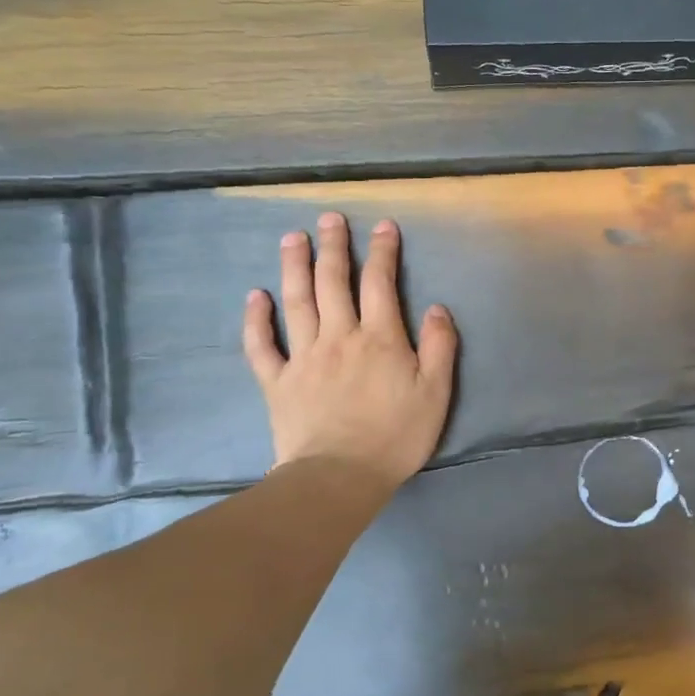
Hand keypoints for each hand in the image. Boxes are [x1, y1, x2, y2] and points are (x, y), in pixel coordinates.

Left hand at [242, 212, 458, 487]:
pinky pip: (262, 346)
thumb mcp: (436, 392)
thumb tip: (437, 307)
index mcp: (380, 338)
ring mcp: (304, 357)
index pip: (380, 284)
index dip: (382, 252)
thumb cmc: (396, 435)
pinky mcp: (278, 382)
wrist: (339, 476)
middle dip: (334, 247)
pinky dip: (256, 320)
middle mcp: (340, 337)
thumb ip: (440, 347)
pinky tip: (255, 296)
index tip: (382, 226)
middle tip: (329, 219)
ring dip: (294, 267)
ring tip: (293, 238)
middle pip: (333, 282)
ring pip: (296, 302)